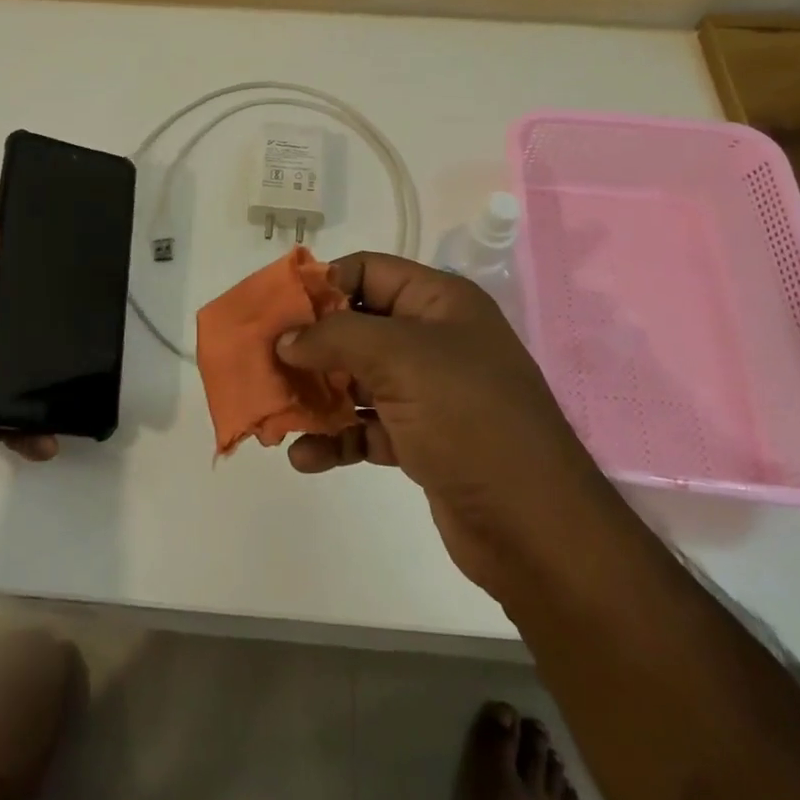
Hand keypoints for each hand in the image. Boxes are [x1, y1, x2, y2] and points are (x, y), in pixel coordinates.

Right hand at [275, 253, 602, 598]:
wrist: (535, 528)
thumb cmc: (470, 419)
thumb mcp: (401, 360)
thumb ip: (335, 339)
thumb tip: (286, 339)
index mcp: (439, 302)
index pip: (368, 271)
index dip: (321, 285)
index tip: (276, 310)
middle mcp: (433, 340)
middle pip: (356, 328)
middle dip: (309, 347)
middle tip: (264, 364)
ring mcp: (428, 392)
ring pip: (356, 380)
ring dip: (316, 396)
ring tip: (276, 415)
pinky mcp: (421, 439)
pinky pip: (366, 427)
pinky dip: (336, 439)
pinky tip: (305, 458)